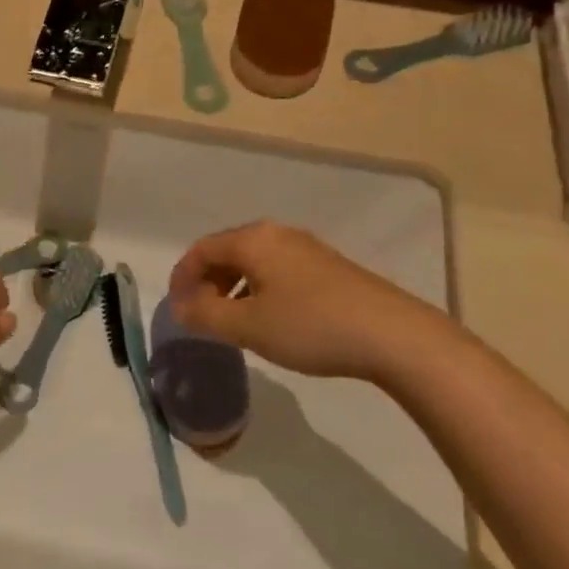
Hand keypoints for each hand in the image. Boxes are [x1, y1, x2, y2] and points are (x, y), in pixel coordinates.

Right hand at [167, 221, 455, 380]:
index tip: (176, 308)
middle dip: (207, 282)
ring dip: (233, 288)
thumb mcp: (248, 326)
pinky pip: (277, 270)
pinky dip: (259, 289)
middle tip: (201, 316)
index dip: (182, 277)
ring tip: (232, 322)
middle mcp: (276, 234)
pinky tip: (270, 319)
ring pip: (253, 262)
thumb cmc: (310, 326)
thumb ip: (205, 315)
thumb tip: (178, 307)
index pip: (201, 249)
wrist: (392, 335)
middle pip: (227, 251)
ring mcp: (306, 248)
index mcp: (253, 239)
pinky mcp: (328, 267)